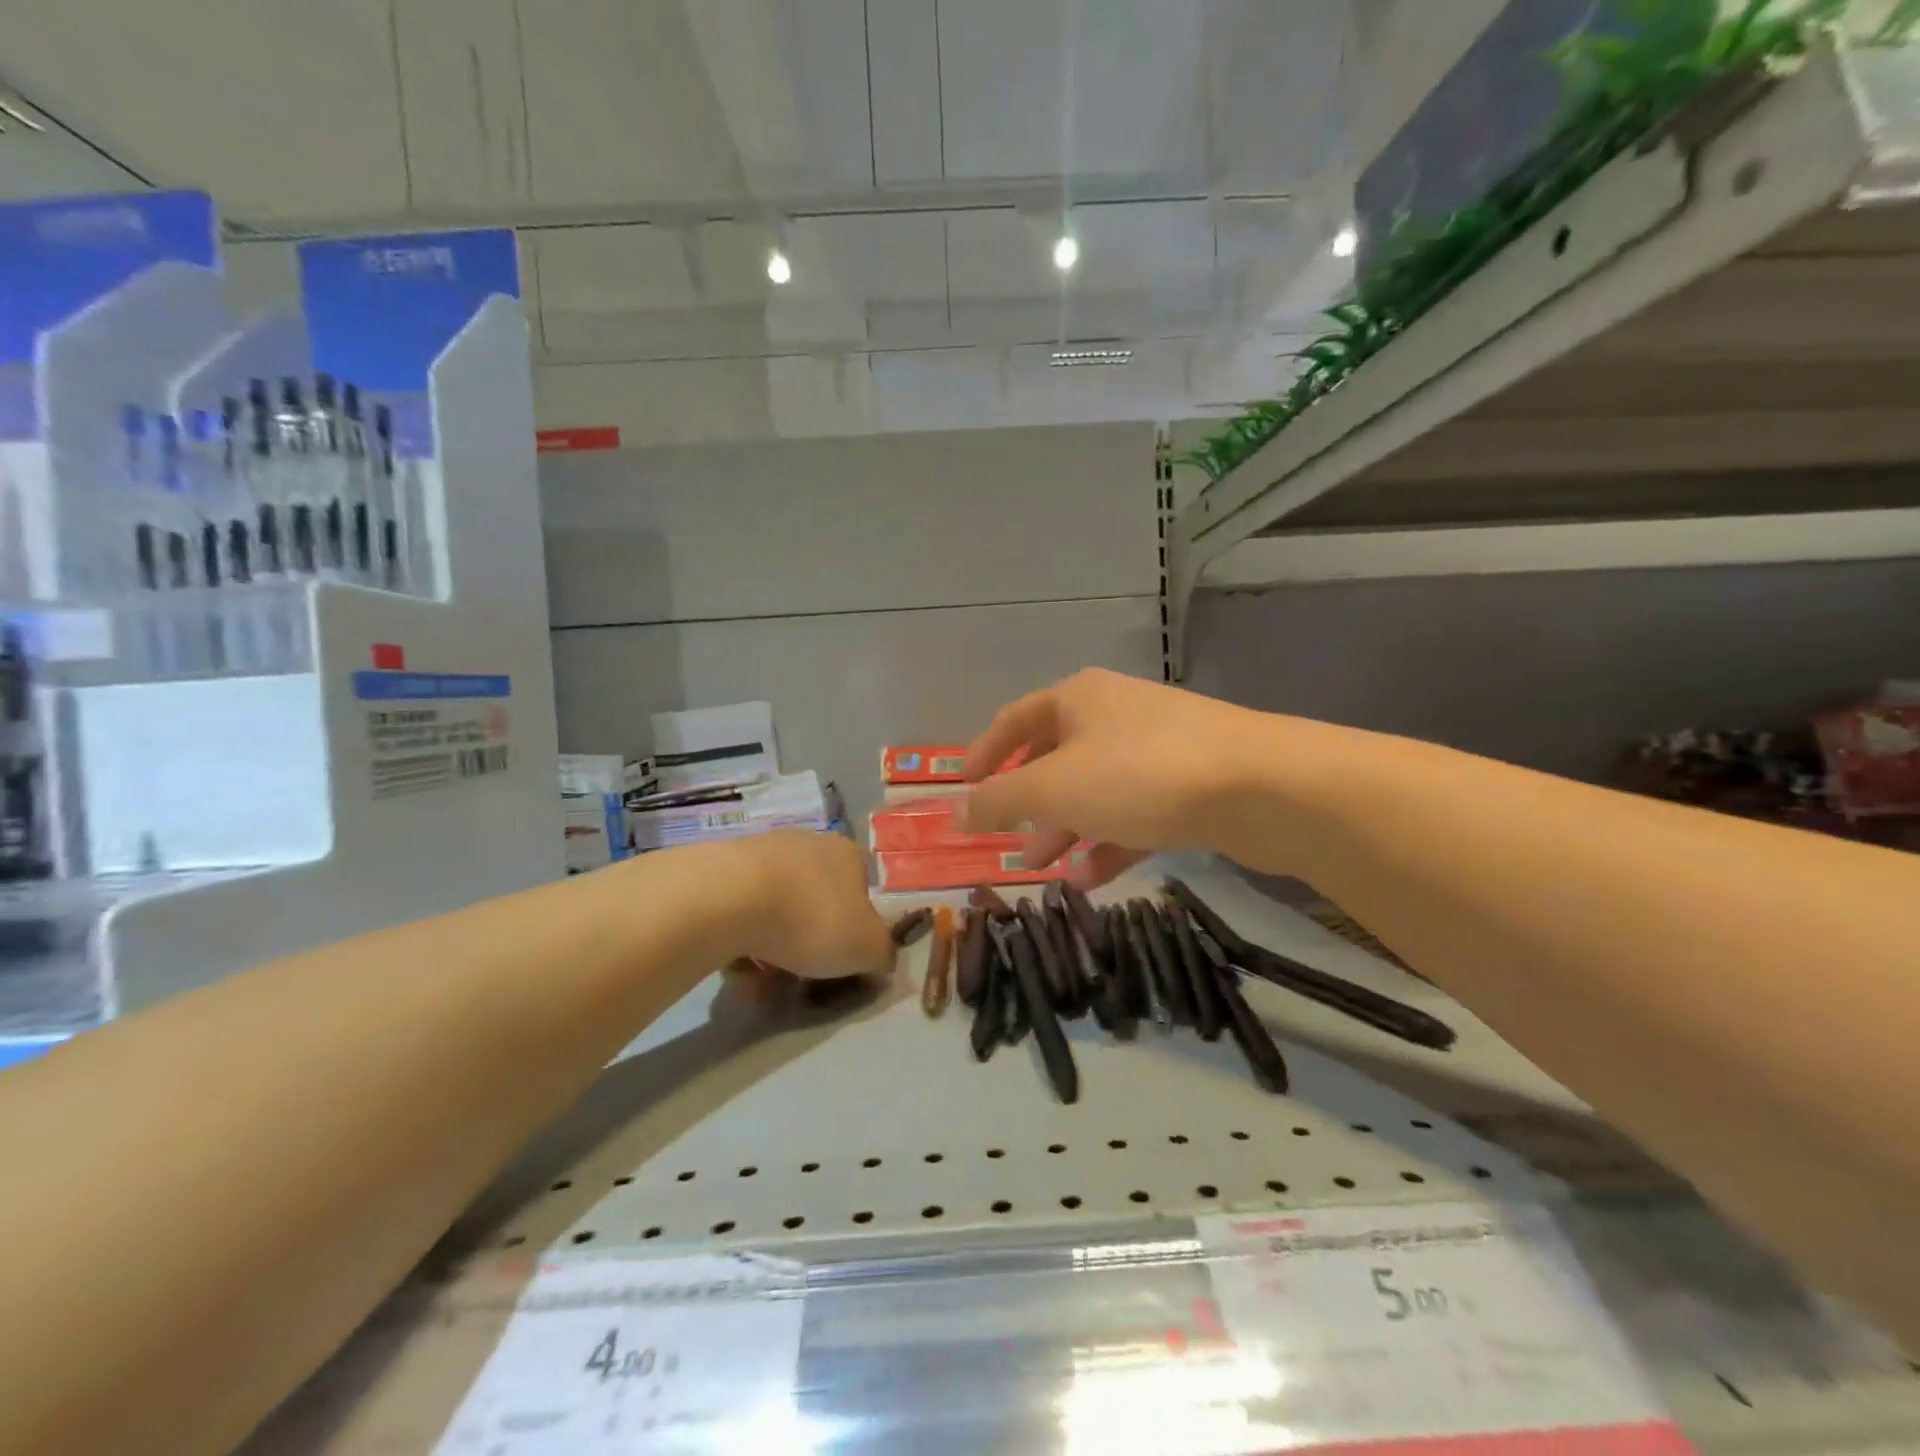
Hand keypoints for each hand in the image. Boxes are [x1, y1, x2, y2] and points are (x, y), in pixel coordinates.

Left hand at [723, 830, 894, 980]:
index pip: (862, 893)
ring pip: (777, 912)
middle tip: (798, 982)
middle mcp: (809, 845)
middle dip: (808, 946)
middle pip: (816, 904)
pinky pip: (740, 914)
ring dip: (772, 951)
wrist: (730, 899)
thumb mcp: (867, 949)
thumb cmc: (813, 919)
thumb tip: (881, 958)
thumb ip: (883, 954)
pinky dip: (740, 943)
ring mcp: (764, 853)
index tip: (841, 962)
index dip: (855, 932)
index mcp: (849, 855)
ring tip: (759, 985)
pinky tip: (733, 967)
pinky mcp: (723, 869)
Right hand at [960, 669, 1276, 883]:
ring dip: (1065, 828)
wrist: (1261, 787)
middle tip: (1006, 841)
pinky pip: (1134, 813)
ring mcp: (1156, 748)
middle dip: (1027, 803)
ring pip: (1095, 790)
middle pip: (1055, 758)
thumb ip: (1000, 800)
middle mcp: (1115, 714)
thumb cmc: (1140, 775)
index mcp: (1078, 698)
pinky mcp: (1189, 784)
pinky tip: (1092, 878)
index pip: (1014, 720)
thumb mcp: (1054, 788)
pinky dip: (1108, 841)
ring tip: (1044, 868)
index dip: (984, 754)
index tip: (963, 790)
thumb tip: (957, 812)